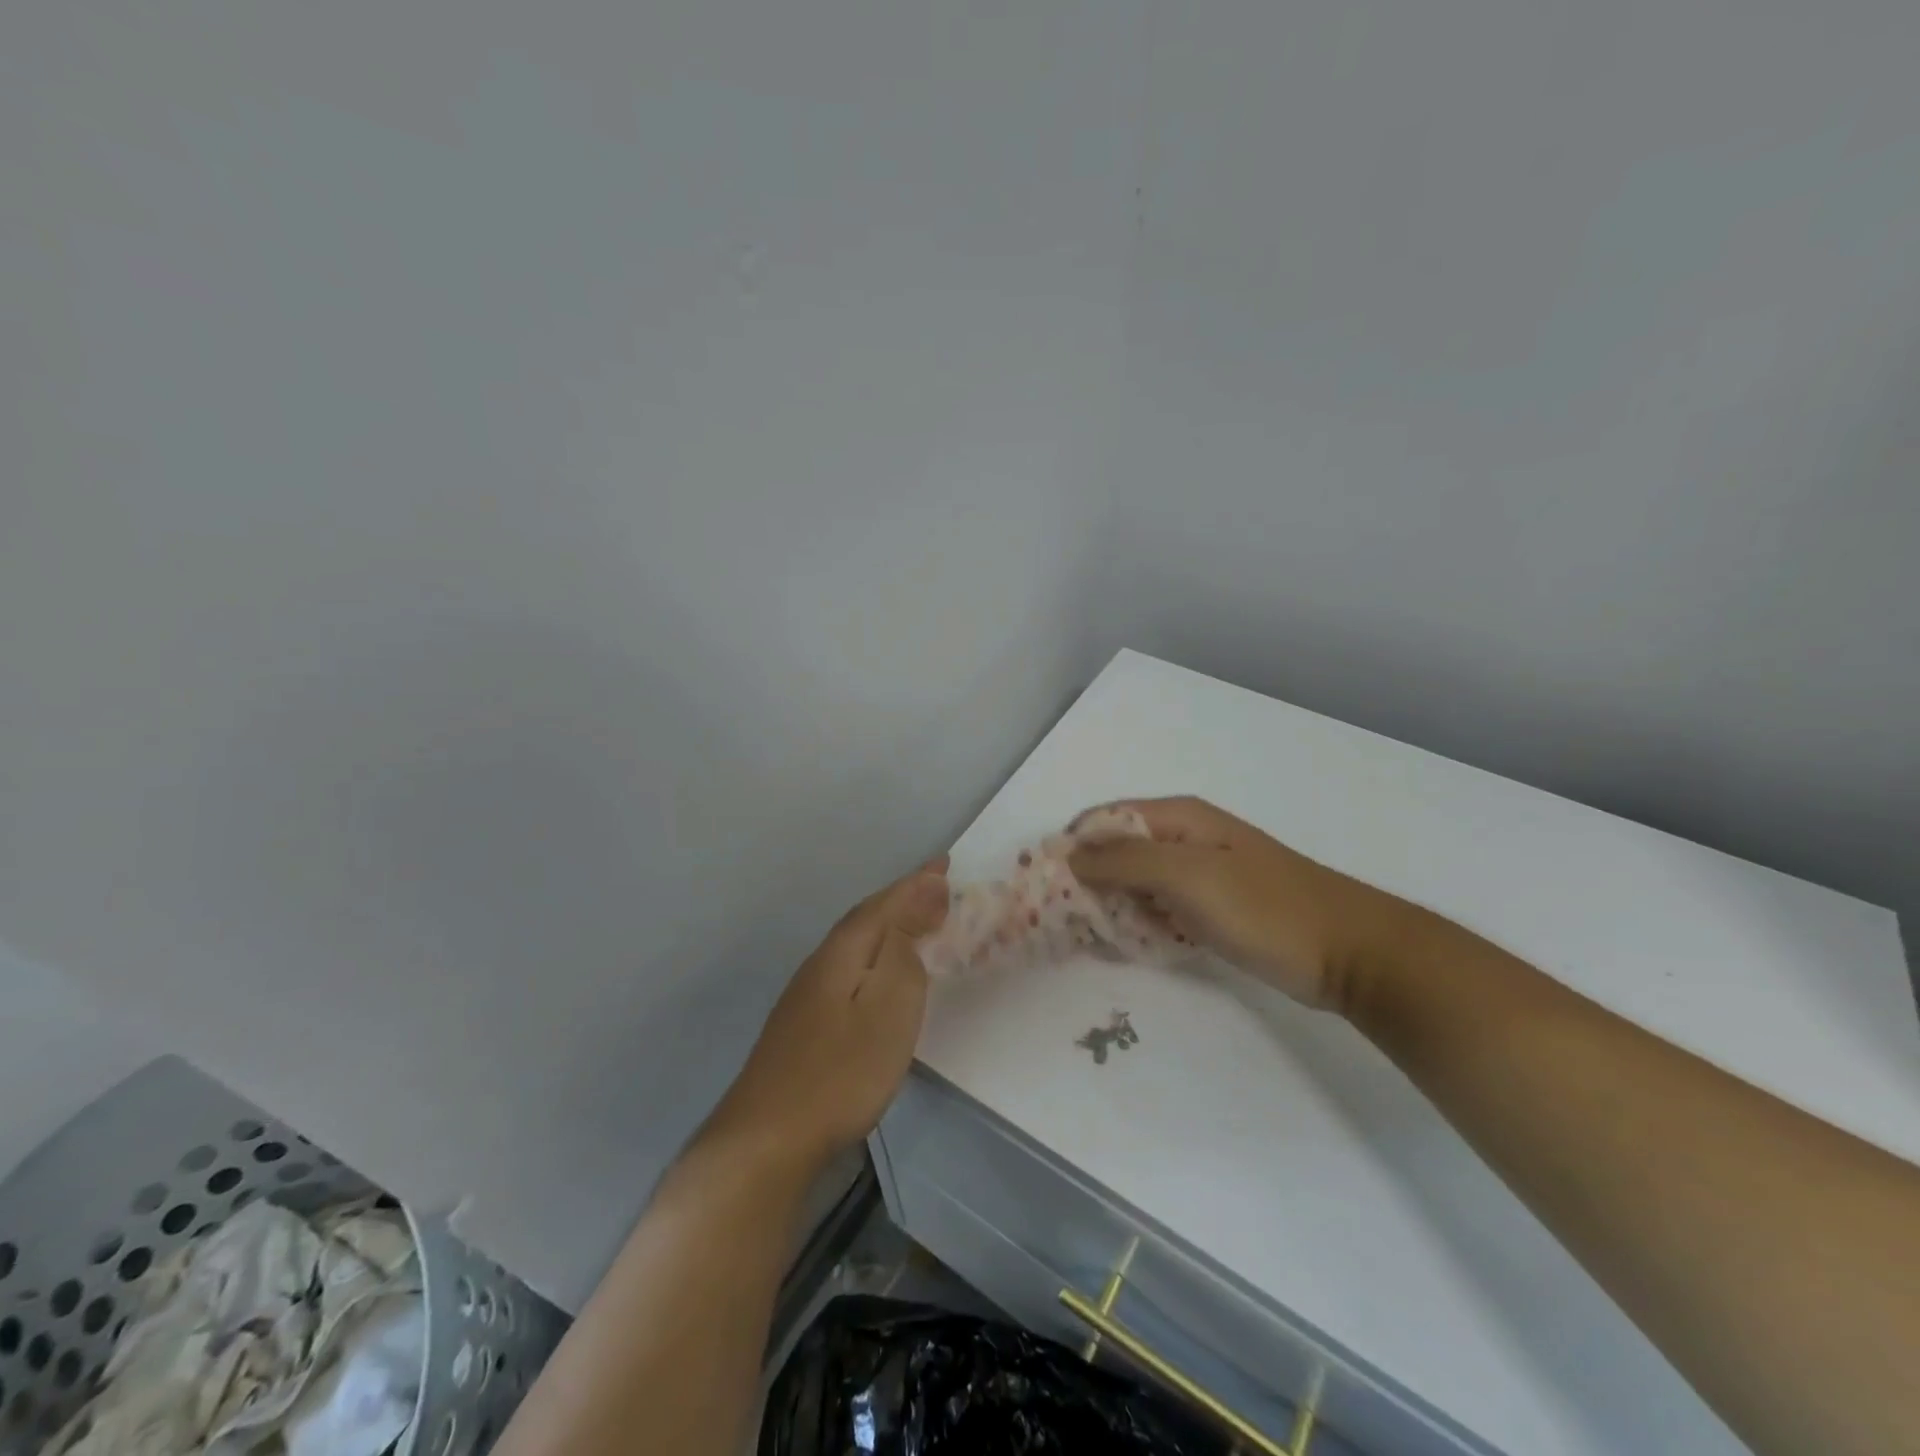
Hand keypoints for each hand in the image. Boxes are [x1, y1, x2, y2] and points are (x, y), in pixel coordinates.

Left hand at [710, 859, 948, 1169]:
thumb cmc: (842, 1071)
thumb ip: (906, 947)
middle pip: (867, 918)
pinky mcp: (803, 1023)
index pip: (886, 903)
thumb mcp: (891, 1004)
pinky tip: (878, 973)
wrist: (768, 1138)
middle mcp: (821, 962)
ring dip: (888, 925)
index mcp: (844, 951)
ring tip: (916, 920)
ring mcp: (807, 994)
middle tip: (937, 885)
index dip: (917, 883)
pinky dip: (874, 955)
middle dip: (903, 898)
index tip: (946, 863)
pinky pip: (849, 967)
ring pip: (856, 943)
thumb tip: (924, 894)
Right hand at [1069, 798, 1402, 1013]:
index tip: (1044, 884)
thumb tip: (1069, 852)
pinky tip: (1129, 946)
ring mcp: (1198, 875)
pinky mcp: (1210, 909)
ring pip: (1135, 884)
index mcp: (1178, 817)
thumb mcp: (1189, 876)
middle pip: (1116, 851)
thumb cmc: (1266, 908)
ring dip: (1111, 906)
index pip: (1104, 818)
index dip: (1072, 845)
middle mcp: (1183, 838)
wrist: (1350, 953)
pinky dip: (1139, 924)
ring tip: (1091, 937)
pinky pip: (1158, 909)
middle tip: (1063, 920)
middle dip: (1087, 880)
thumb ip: (1125, 861)